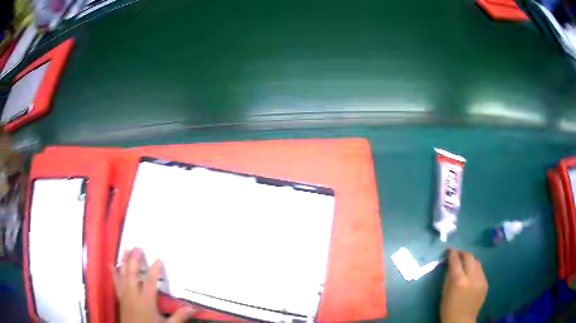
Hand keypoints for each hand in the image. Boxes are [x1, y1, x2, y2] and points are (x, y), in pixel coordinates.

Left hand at [114, 248, 195, 322]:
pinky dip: (113, 272)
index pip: (150, 282)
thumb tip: (193, 307)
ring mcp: (124, 295)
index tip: (158, 259)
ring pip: (123, 275)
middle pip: (133, 274)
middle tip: (137, 247)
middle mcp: (133, 294)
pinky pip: (116, 282)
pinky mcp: (120, 297)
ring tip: (125, 249)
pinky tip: (111, 263)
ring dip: (124, 261)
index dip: (154, 270)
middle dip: (135, 260)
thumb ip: (179, 316)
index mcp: (146, 301)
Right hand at [440, 249, 487, 322]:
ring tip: (465, 263)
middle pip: (469, 257)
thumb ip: (448, 277)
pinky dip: (475, 269)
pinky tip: (471, 274)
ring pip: (477, 262)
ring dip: (470, 260)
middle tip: (458, 254)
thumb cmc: (448, 309)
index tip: (449, 250)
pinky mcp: (486, 283)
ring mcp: (481, 280)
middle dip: (463, 253)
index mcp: (459, 281)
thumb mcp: (444, 293)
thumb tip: (450, 264)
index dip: (452, 253)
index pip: (456, 261)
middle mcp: (472, 277)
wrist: (462, 321)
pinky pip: (481, 271)